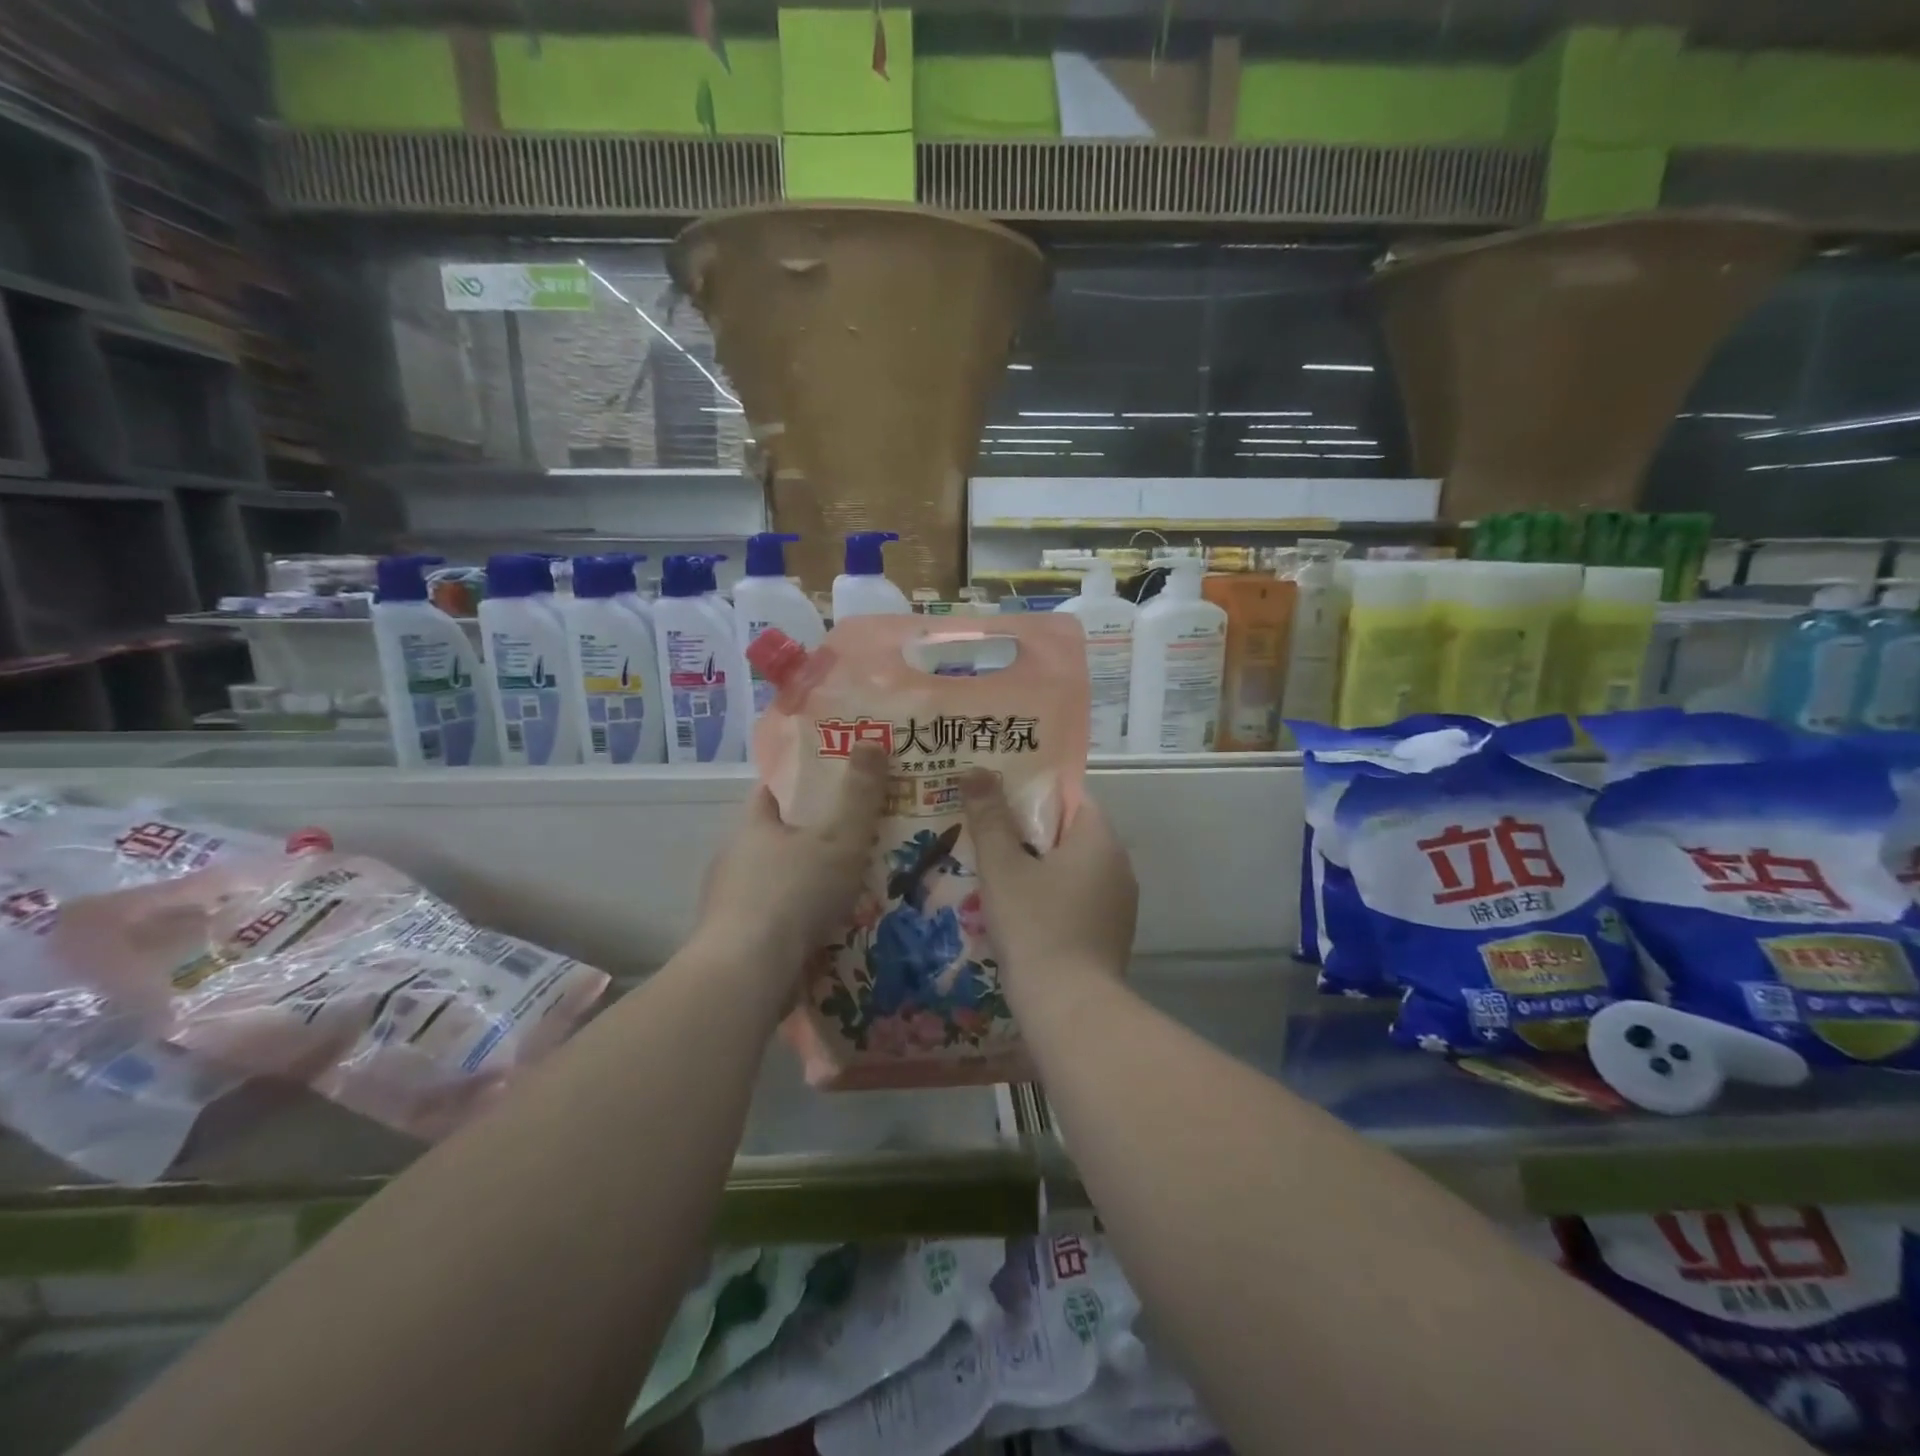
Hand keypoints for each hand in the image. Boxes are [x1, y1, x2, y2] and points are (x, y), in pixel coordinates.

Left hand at [692, 744, 886, 980]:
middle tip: (859, 835)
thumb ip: (859, 793)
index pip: (774, 790)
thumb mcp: (840, 837)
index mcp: (753, 826)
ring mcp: (732, 904)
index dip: (803, 782)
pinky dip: (801, 919)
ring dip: (809, 882)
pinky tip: (832, 929)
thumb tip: (871, 740)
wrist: (747, 976)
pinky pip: (778, 919)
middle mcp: (736, 860)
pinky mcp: (738, 943)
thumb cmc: (794, 894)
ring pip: (779, 881)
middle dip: (814, 836)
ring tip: (854, 884)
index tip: (837, 781)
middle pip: (778, 837)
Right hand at [961, 771, 1137, 1001]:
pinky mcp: (1111, 935)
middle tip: (987, 833)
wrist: (1069, 1008)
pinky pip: (1078, 900)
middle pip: (1071, 833)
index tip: (998, 798)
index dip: (1034, 793)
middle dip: (1030, 832)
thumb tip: (975, 770)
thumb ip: (989, 817)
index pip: (1071, 796)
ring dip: (1040, 868)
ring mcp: (1119, 904)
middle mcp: (1119, 865)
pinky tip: (1020, 913)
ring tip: (996, 872)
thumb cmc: (1035, 926)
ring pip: (1074, 870)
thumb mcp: (1002, 867)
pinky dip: (1052, 898)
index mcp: (1099, 839)